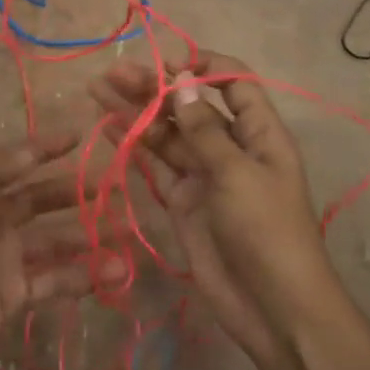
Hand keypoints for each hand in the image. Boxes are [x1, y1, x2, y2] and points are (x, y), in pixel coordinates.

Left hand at [0, 134, 107, 369]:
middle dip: (77, 195)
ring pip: (55, 243)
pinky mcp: (14, 298)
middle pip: (41, 202)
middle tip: (119, 191)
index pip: (16, 164)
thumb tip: (33, 146)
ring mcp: (5, 263)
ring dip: (89, 238)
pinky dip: (83, 276)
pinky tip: (114, 273)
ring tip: (129, 233)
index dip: (45, 149)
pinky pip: (55, 281)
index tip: (83, 136)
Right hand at [92, 53, 334, 361]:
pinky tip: (108, 127)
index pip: (234, 83)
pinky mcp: (183, 202)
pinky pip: (156, 167)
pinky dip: (134, 147)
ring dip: (136, 113)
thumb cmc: (266, 230)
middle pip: (190, 106)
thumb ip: (205, 129)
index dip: (204, 66)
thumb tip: (183, 81)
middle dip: (155, 88)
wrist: (271, 306)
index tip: (167, 63)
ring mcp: (204, 176)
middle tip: (113, 75)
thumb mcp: (238, 173)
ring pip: (168, 135)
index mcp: (259, 132)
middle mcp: (230, 147)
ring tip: (98, 90)